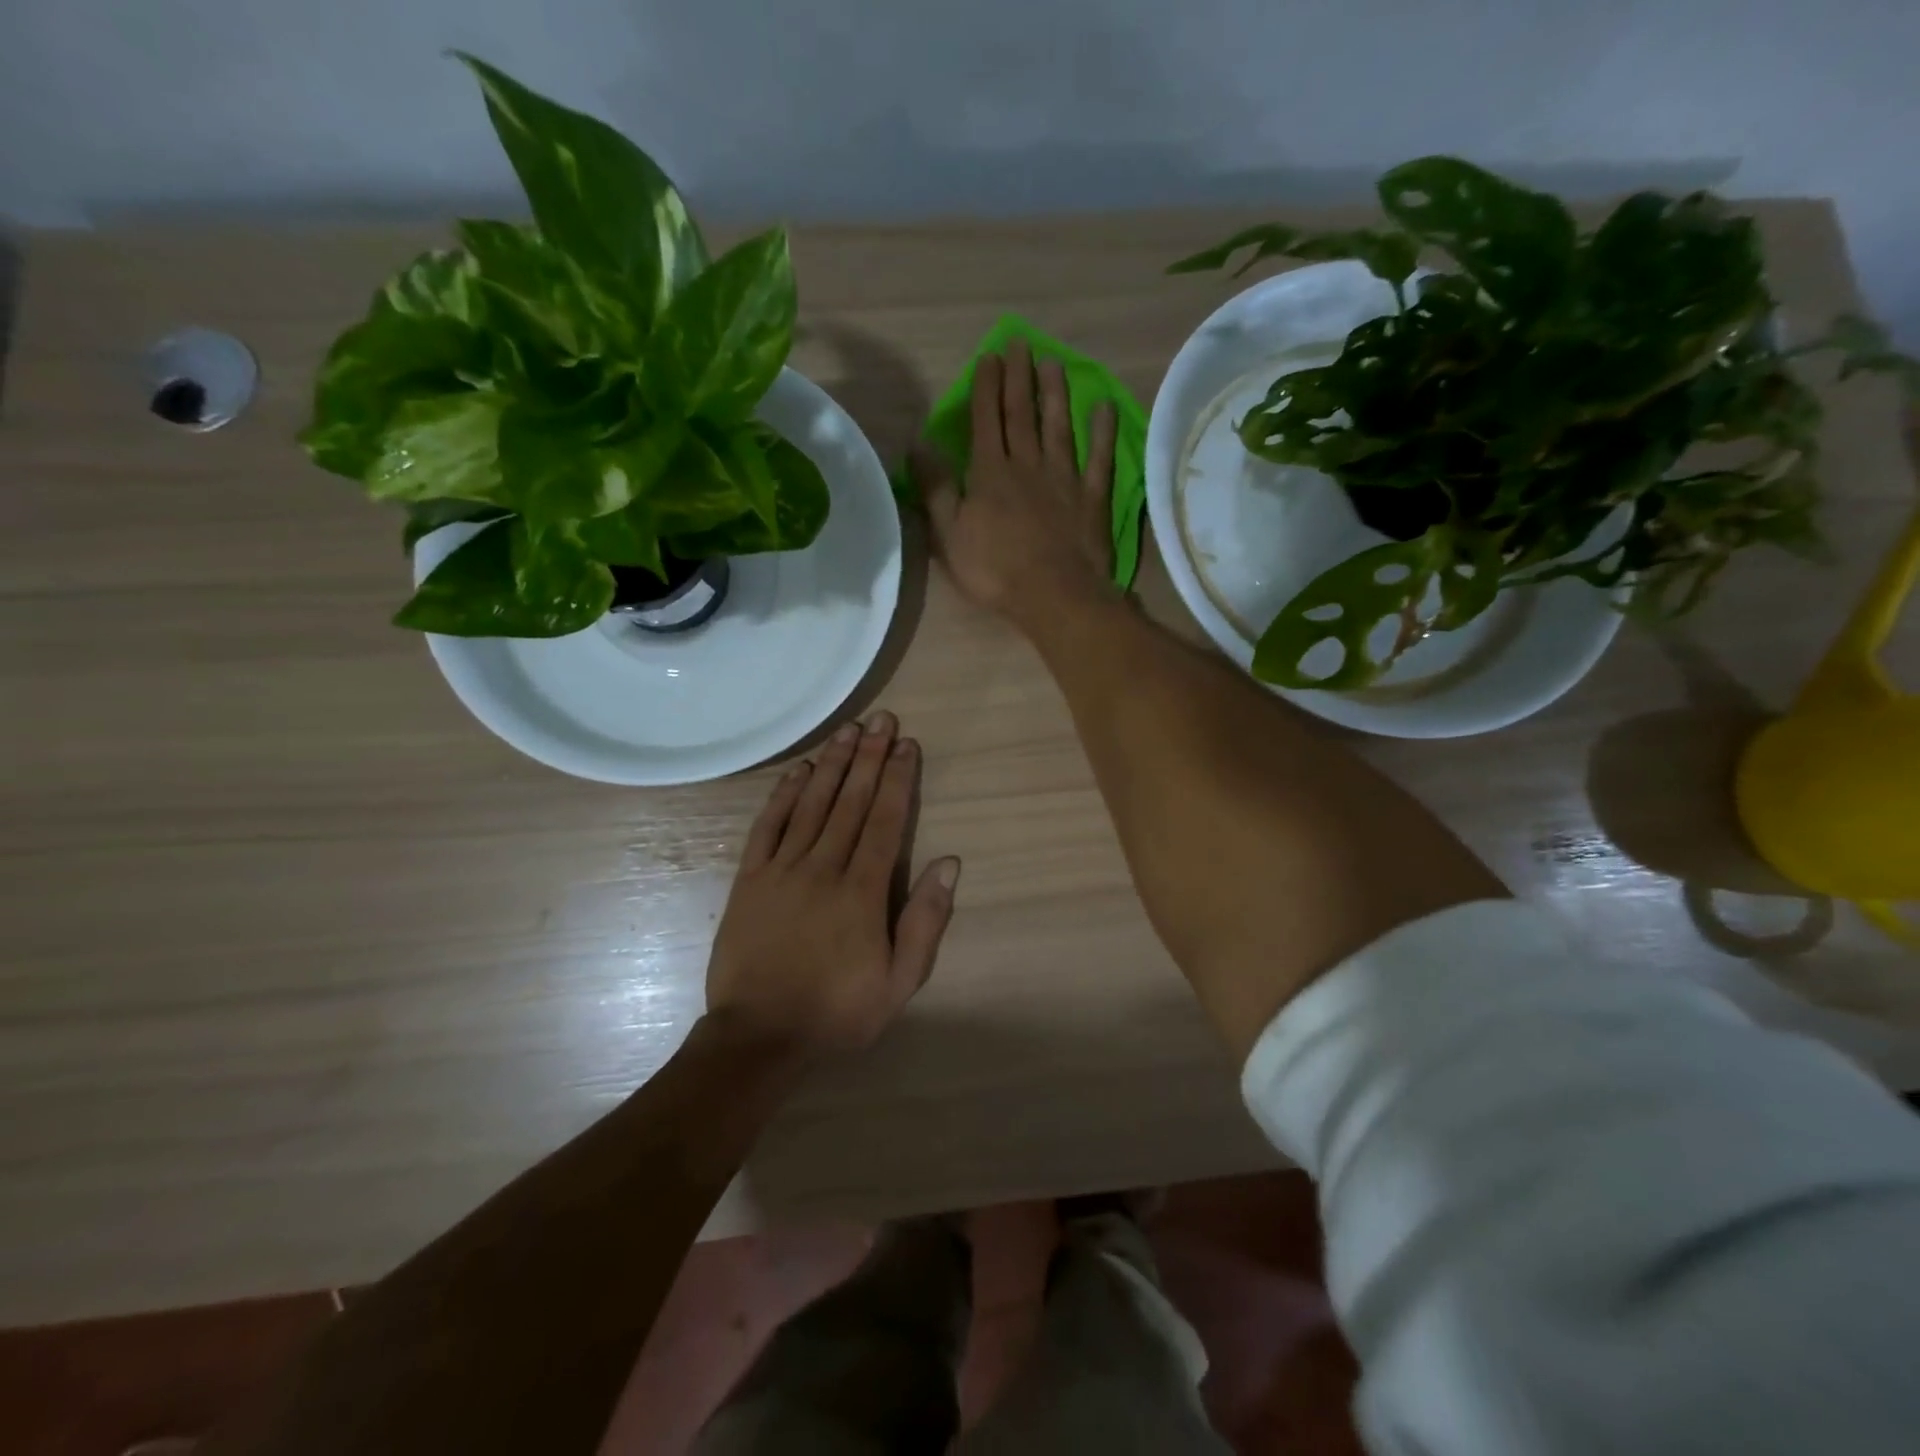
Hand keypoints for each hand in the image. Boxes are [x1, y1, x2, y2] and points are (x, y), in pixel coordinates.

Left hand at [704, 711, 959, 1065]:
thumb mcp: (899, 981)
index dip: (898, 779)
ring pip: (812, 805)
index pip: (885, 821)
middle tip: (881, 720)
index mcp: (863, 891)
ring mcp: (782, 870)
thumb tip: (949, 863)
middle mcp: (824, 868)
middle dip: (870, 758)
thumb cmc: (838, 1012)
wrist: (759, 1037)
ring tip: (847, 731)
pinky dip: (783, 796)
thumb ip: (925, 920)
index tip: (907, 745)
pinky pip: (767, 827)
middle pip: (851, 802)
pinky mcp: (749, 880)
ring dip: (832, 765)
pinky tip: (798, 772)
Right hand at [916, 339, 1118, 629]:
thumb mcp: (949, 534)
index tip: (988, 357)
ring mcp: (1064, 478)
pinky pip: (1099, 457)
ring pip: (1058, 426)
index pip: (985, 420)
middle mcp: (1027, 464)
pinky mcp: (1092, 497)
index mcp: (990, 473)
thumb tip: (918, 445)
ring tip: (1053, 363)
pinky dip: (1102, 432)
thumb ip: (936, 488)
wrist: (1054, 594)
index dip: (986, 387)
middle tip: (1020, 343)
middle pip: (1022, 414)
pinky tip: (1103, 407)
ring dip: (1055, 394)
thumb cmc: (994, 570)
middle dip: (1018, 377)